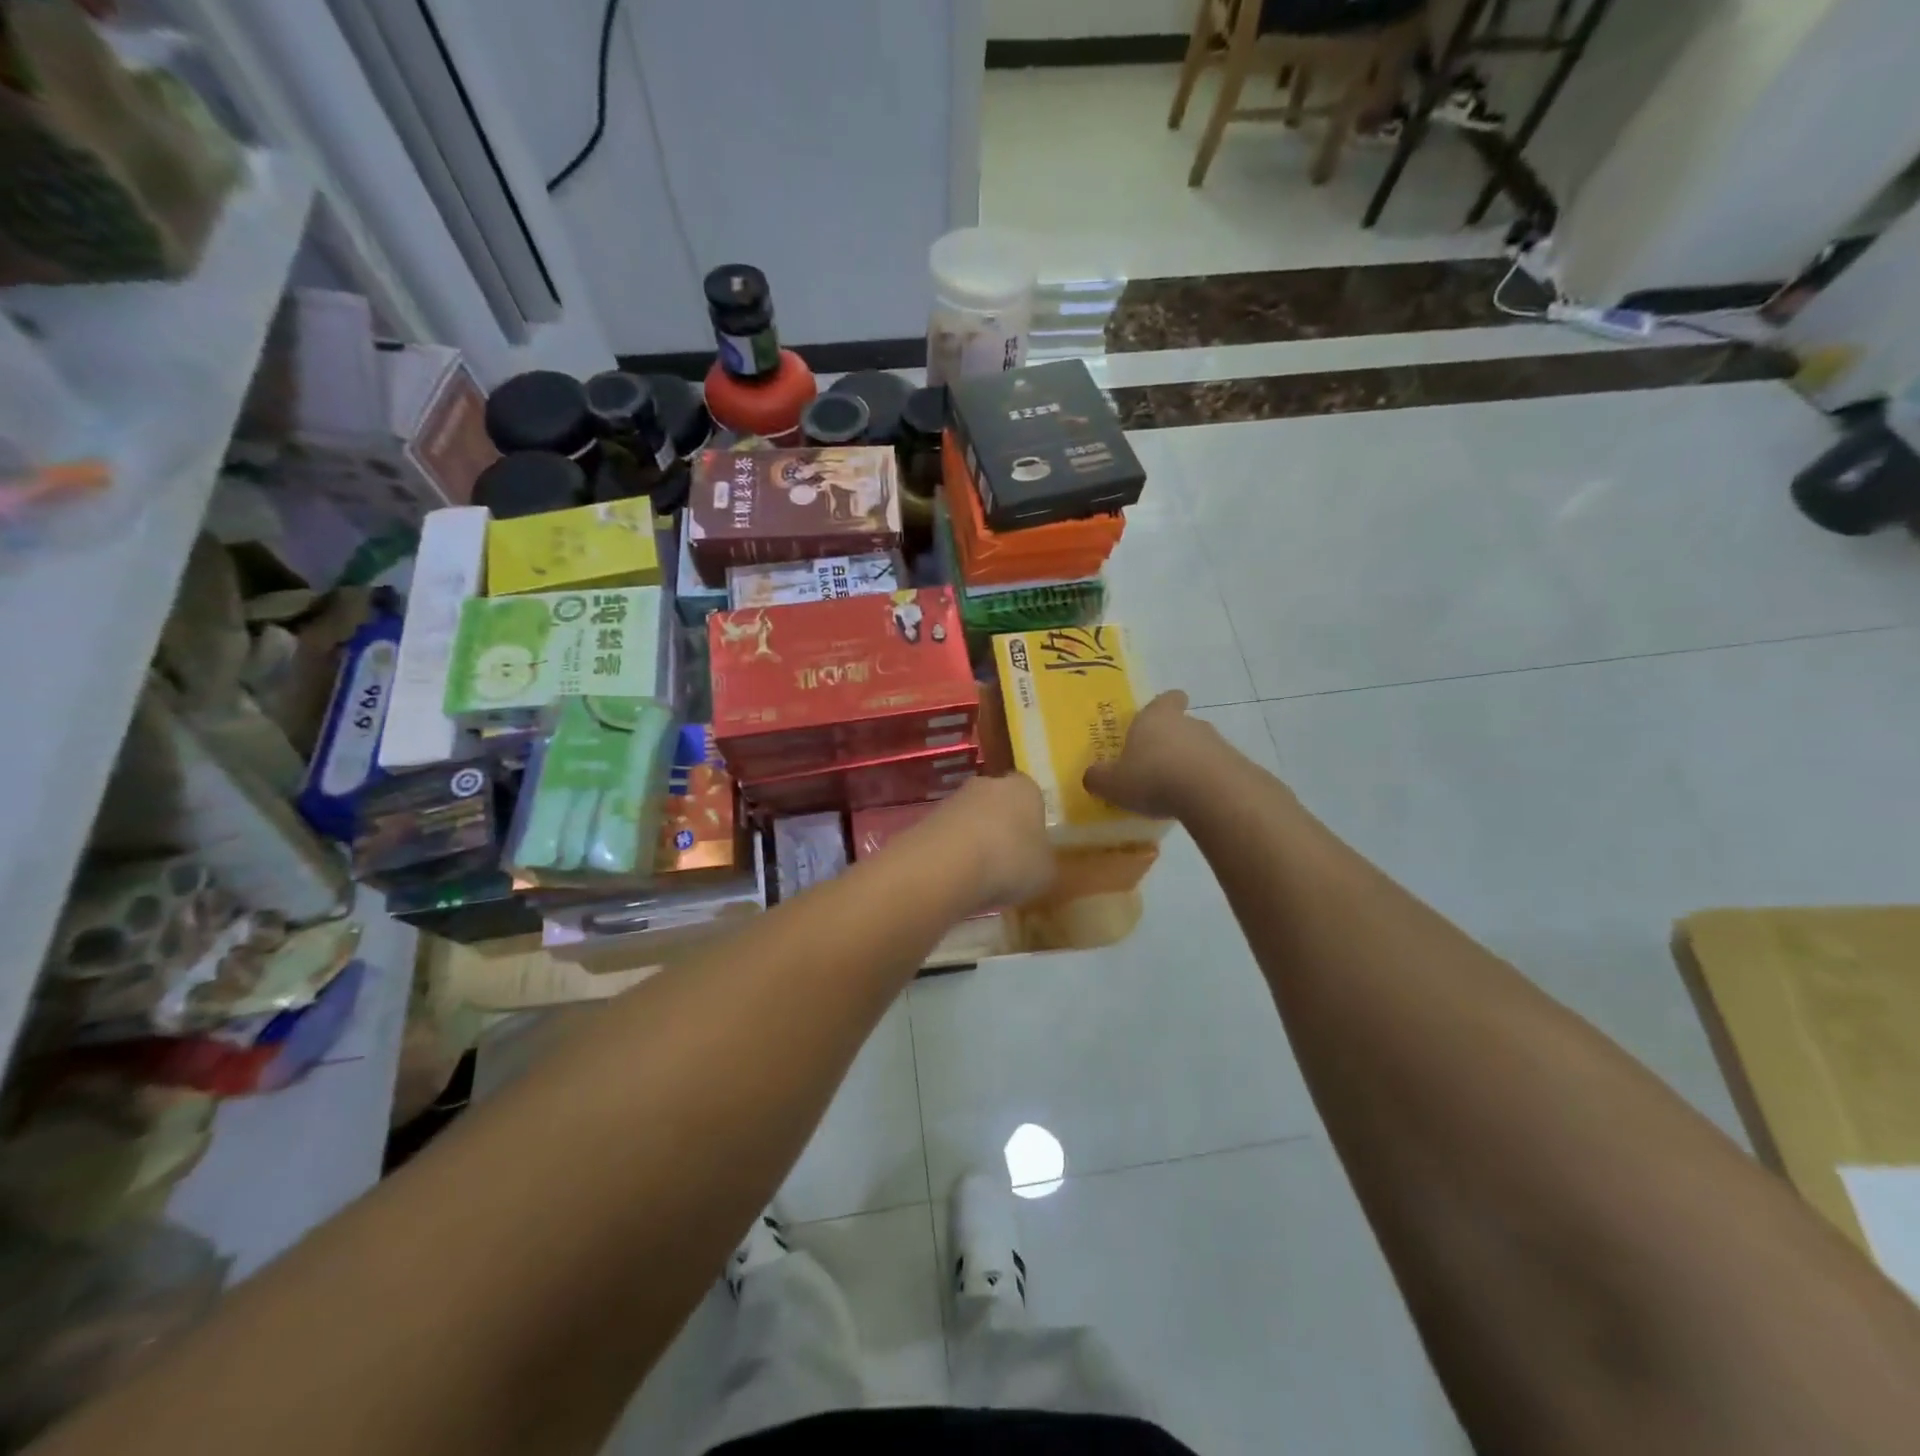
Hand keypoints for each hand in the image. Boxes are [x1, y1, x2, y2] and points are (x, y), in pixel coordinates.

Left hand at [917, 773, 1055, 914]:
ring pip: (972, 819)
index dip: (1033, 821)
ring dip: (975, 841)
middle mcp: (988, 784)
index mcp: (1025, 788)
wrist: (947, 865)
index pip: (1033, 796)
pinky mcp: (927, 818)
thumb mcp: (1046, 871)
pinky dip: (953, 853)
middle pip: (999, 804)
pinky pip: (949, 836)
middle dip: (1002, 828)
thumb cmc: (1010, 862)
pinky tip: (956, 877)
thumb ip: (1044, 861)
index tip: (1032, 848)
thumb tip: (1038, 862)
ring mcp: (954, 799)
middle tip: (1007, 862)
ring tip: (980, 876)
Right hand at [1083, 690, 1213, 818]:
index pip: (1166, 699)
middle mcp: (1188, 723)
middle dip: (1170, 741)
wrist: (1213, 794)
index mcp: (1155, 718)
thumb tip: (1091, 776)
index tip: (1160, 716)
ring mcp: (1216, 743)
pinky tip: (1194, 803)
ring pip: (1199, 748)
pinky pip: (1215, 771)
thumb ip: (1098, 778)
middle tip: (1154, 764)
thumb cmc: (1153, 777)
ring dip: (1189, 764)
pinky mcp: (1236, 766)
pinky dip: (1205, 783)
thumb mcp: (1113, 783)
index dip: (1164, 705)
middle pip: (1181, 724)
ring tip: (1173, 790)